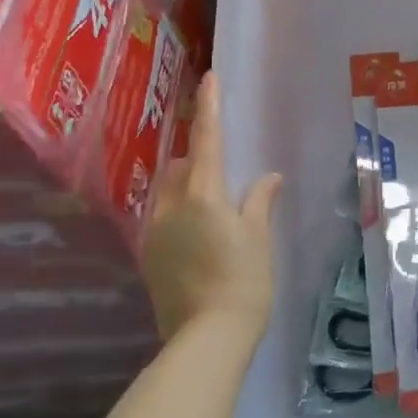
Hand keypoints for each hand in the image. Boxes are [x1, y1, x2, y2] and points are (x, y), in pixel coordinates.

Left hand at [140, 71, 283, 344]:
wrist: (206, 339)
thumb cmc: (244, 282)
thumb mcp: (259, 239)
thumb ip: (259, 202)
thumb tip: (268, 178)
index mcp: (202, 195)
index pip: (206, 140)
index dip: (209, 107)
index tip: (209, 78)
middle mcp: (170, 207)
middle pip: (180, 166)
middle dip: (197, 158)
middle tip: (224, 172)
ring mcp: (154, 233)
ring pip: (167, 192)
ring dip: (186, 186)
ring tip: (213, 207)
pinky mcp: (149, 257)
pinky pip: (162, 218)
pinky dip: (180, 213)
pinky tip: (200, 238)